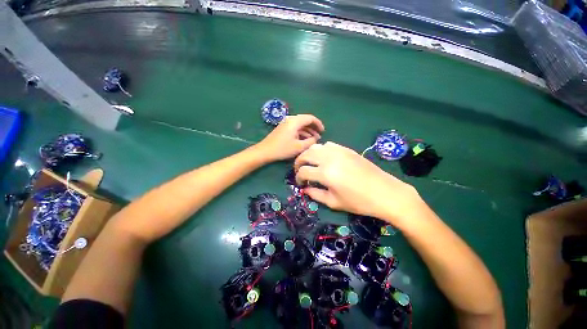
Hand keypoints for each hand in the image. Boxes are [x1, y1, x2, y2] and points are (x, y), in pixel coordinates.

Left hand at [256, 114, 324, 161]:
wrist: (265, 151)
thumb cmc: (282, 149)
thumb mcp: (299, 147)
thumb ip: (310, 142)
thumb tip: (316, 139)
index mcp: (295, 121)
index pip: (310, 118)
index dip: (318, 124)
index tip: (323, 131)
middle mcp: (290, 120)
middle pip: (305, 120)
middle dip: (313, 128)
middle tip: (319, 136)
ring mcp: (286, 124)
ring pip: (300, 125)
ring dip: (308, 131)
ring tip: (313, 139)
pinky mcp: (283, 129)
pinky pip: (295, 128)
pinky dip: (301, 133)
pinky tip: (304, 140)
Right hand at [294, 142, 423, 223]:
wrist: (386, 193)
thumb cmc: (359, 202)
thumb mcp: (334, 202)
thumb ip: (316, 195)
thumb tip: (305, 189)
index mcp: (326, 173)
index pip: (303, 171)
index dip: (298, 178)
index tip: (300, 184)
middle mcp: (330, 158)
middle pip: (306, 154)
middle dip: (298, 162)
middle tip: (299, 170)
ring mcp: (339, 151)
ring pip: (316, 146)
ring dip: (308, 154)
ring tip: (309, 163)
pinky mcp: (347, 149)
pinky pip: (328, 145)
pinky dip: (321, 150)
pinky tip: (324, 158)